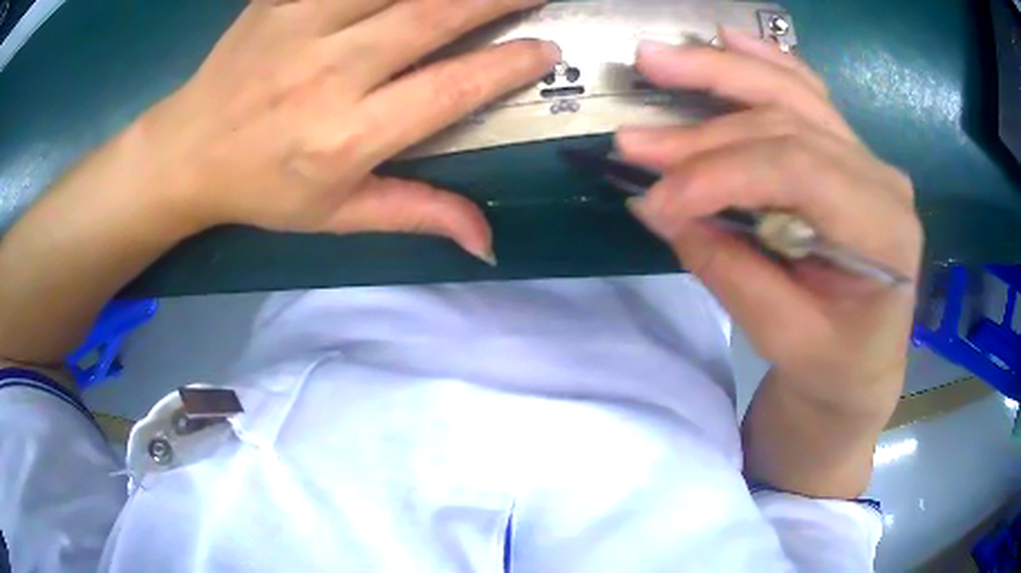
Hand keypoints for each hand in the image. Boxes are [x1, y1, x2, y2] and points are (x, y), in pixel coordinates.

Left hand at [139, 0, 559, 260]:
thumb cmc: (261, 189)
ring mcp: (298, 27)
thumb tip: (487, 242)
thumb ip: (415, 214)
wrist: (186, 152)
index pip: (447, 90)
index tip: (547, 50)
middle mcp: (328, 74)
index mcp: (345, 137)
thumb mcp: (335, 216)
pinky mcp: (278, 0)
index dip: (505, 66)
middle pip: (430, 17)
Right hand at [618, 28, 921, 408]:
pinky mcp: (849, 154)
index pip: (797, 172)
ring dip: (720, 74)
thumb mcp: (782, 337)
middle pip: (787, 126)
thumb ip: (726, 266)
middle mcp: (881, 179)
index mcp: (884, 231)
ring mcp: (868, 159)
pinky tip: (728, 38)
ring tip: (656, 60)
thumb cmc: (832, 365)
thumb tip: (657, 206)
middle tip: (633, 139)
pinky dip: (765, 62)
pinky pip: (807, 95)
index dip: (719, 173)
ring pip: (791, 95)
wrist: (863, 366)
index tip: (654, 198)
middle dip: (704, 132)